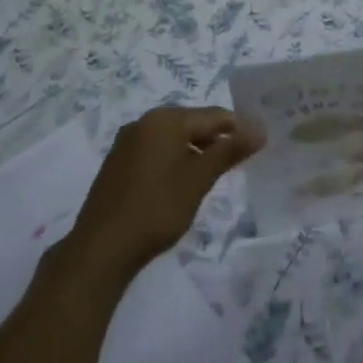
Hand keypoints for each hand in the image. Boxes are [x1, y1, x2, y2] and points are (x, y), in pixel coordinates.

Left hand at [65, 106, 263, 281]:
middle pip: (192, 123)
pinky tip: (181, 184)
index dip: (239, 129)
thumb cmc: (157, 208)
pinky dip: (173, 161)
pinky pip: (155, 151)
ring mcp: (127, 142)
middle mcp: (144, 122)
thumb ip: (230, 150)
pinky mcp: (117, 163)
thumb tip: (260, 128)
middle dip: (216, 140)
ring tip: (212, 176)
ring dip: (195, 151)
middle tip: (238, 163)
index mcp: (166, 119)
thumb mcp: (199, 178)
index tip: (259, 147)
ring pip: (173, 138)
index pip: (214, 115)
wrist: (102, 247)